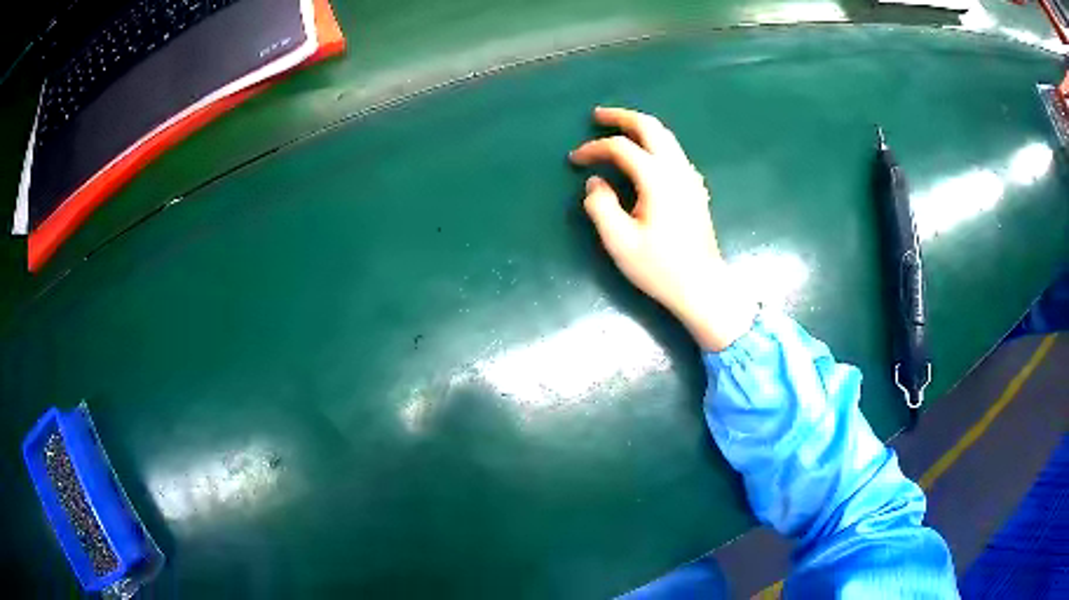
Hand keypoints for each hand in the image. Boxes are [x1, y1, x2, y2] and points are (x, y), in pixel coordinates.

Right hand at [569, 107, 754, 350]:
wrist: (703, 287)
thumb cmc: (660, 268)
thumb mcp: (620, 242)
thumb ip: (601, 206)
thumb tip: (595, 183)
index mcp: (657, 179)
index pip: (620, 148)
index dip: (593, 148)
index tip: (574, 160)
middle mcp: (677, 169)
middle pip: (650, 127)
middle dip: (622, 117)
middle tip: (598, 116)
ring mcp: (690, 178)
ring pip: (666, 137)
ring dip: (640, 127)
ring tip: (618, 130)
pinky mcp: (696, 190)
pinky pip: (674, 153)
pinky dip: (654, 144)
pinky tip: (645, 158)